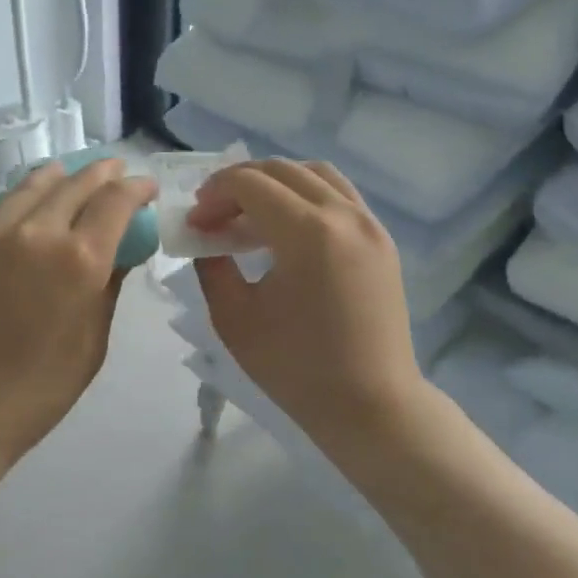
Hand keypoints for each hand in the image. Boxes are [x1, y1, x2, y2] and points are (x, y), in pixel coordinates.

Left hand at [0, 158, 154, 483]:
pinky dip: (15, 216)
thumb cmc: (39, 389)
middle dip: (100, 172)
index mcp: (78, 258)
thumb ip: (109, 287)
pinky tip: (18, 228)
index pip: (115, 201)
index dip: (135, 187)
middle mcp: (34, 233)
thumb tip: (120, 253)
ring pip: (27, 189)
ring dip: (55, 177)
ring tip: (64, 172)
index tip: (145, 185)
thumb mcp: (93, 341)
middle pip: (73, 184)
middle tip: (113, 169)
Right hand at [189, 160, 425, 445]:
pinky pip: (340, 194)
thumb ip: (211, 267)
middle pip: (281, 170)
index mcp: (308, 232)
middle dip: (238, 183)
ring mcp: (370, 224)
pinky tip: (288, 226)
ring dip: (275, 181)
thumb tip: (206, 239)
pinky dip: (307, 194)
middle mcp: (344, 215)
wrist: (373, 407)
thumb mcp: (234, 319)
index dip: (213, 194)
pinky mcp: (382, 240)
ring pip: (315, 173)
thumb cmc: (297, 369)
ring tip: (250, 212)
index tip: (195, 221)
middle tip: (214, 214)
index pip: (249, 184)